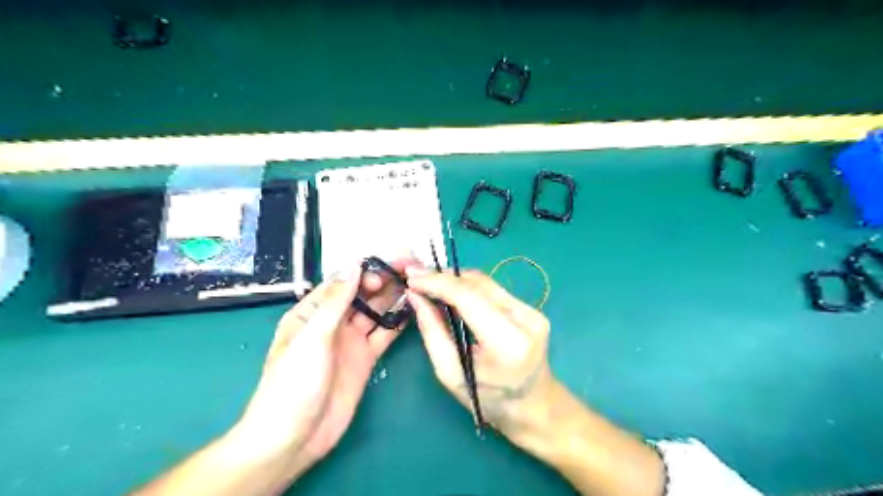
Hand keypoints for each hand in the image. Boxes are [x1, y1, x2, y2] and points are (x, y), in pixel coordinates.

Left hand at [234, 259, 414, 476]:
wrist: (294, 437)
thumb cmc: (293, 383)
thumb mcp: (313, 337)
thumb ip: (336, 301)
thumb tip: (354, 264)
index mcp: (312, 312)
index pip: (341, 283)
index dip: (364, 272)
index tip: (387, 268)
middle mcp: (333, 322)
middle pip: (361, 295)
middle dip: (383, 281)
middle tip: (409, 270)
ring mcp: (350, 341)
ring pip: (375, 313)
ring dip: (393, 298)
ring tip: (416, 284)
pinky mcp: (365, 359)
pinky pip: (383, 335)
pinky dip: (397, 323)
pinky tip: (413, 311)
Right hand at [405, 269, 553, 434]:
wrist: (534, 406)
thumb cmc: (488, 400)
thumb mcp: (450, 373)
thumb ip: (432, 330)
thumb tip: (415, 294)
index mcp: (508, 343)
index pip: (469, 298)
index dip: (437, 283)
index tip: (412, 278)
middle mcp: (526, 320)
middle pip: (478, 284)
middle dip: (444, 277)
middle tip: (416, 277)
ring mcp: (532, 311)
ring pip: (485, 283)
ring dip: (455, 280)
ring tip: (430, 283)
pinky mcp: (532, 309)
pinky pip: (493, 290)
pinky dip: (469, 289)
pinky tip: (452, 293)